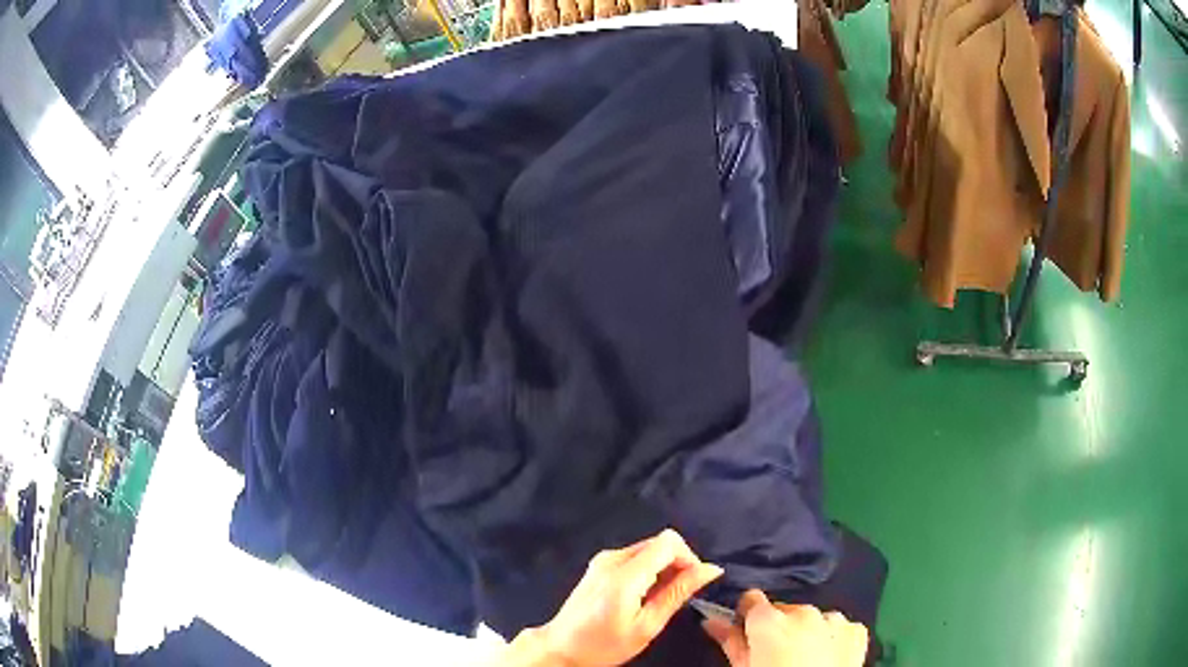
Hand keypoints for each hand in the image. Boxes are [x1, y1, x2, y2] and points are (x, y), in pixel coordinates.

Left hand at [518, 529, 723, 666]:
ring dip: (663, 569)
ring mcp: (602, 559)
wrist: (561, 648)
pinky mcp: (598, 565)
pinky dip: (647, 571)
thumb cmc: (604, 645)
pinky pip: (634, 557)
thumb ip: (678, 593)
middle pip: (660, 542)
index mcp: (625, 573)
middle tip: (676, 596)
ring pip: (648, 549)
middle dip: (677, 564)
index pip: (669, 541)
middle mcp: (612, 557)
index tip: (692, 584)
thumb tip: (710, 569)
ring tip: (657, 601)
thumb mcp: (647, 625)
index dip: (689, 558)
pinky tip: (641, 597)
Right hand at [701, 590, 867, 666]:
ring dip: (805, 632)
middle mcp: (804, 612)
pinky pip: (838, 628)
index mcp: (770, 621)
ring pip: (813, 618)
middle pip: (784, 611)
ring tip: (801, 659)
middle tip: (772, 654)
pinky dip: (831, 638)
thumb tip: (713, 622)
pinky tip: (825, 658)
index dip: (746, 614)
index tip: (745, 629)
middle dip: (777, 627)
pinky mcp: (856, 632)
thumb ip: (729, 641)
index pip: (752, 599)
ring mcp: (834, 621)